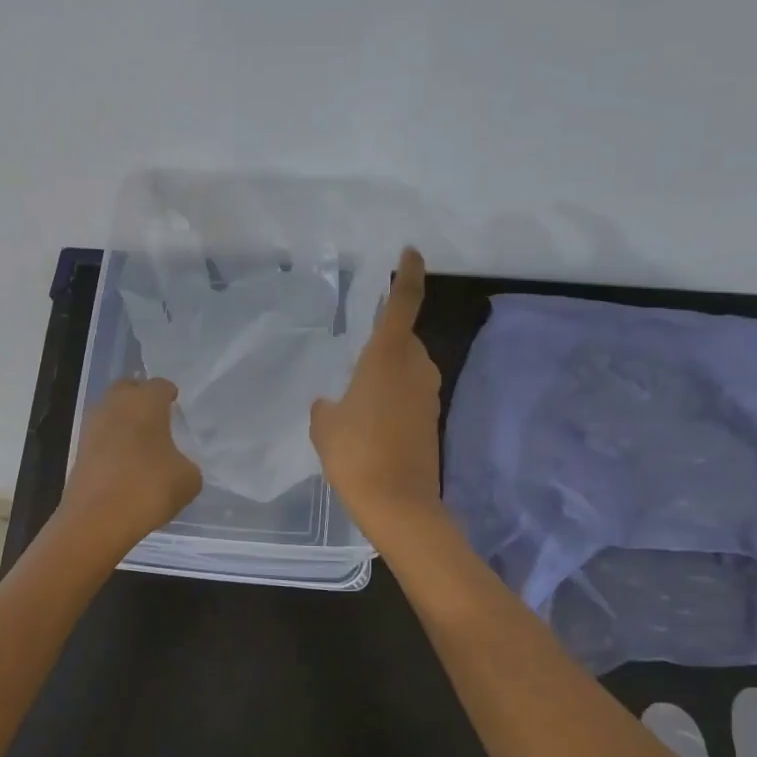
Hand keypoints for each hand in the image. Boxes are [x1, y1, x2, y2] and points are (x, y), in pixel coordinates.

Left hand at [59, 377, 201, 555]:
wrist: (97, 520)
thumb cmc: (148, 488)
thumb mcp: (188, 479)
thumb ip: (187, 464)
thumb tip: (177, 464)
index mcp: (144, 401)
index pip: (160, 385)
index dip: (170, 395)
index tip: (177, 406)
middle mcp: (115, 404)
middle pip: (128, 389)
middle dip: (142, 399)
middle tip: (158, 418)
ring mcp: (92, 426)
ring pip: (111, 412)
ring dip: (125, 421)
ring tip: (143, 443)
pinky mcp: (79, 450)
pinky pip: (102, 436)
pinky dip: (113, 443)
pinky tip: (127, 463)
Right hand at [310, 248, 442, 539]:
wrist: (398, 503)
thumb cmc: (355, 453)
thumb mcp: (325, 425)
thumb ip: (327, 405)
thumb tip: (332, 403)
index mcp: (387, 357)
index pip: (402, 303)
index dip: (409, 275)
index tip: (411, 253)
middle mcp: (415, 368)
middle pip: (404, 338)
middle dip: (385, 339)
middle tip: (355, 353)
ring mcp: (428, 395)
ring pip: (409, 367)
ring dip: (389, 370)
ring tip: (358, 391)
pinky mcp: (432, 420)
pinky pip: (411, 393)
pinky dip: (394, 395)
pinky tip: (371, 417)